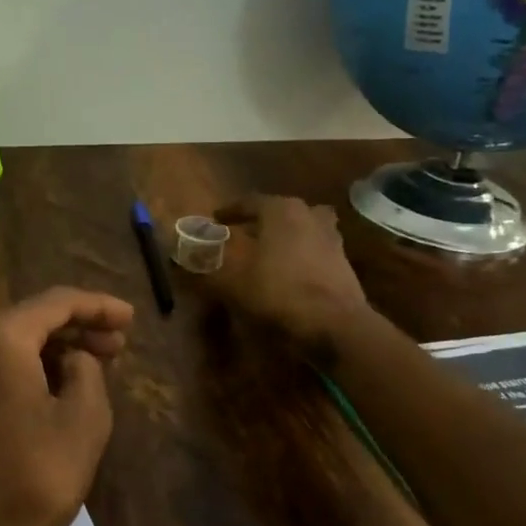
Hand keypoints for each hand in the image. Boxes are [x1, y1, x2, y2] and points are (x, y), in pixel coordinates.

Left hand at [0, 287, 134, 525]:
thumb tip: (74, 358)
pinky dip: (29, 366)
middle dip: (78, 327)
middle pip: (31, 319)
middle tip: (119, 343)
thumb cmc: (33, 478)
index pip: (57, 303)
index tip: (131, 318)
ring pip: (12, 342)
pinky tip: (60, 382)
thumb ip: (87, 371)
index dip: (98, 306)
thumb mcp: (83, 420)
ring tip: (97, 362)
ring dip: (54, 348)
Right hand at [208, 194, 371, 352]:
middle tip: (240, 234)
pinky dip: (299, 253)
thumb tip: (183, 258)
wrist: (334, 323)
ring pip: (300, 228)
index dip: (229, 211)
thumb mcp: (233, 282)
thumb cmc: (278, 292)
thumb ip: (208, 266)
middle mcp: (308, 214)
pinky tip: (287, 271)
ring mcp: (331, 236)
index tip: (215, 219)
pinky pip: (313, 248)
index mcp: (281, 210)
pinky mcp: (342, 260)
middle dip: (257, 221)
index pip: (249, 201)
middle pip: (278, 212)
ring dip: (282, 236)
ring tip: (265, 252)